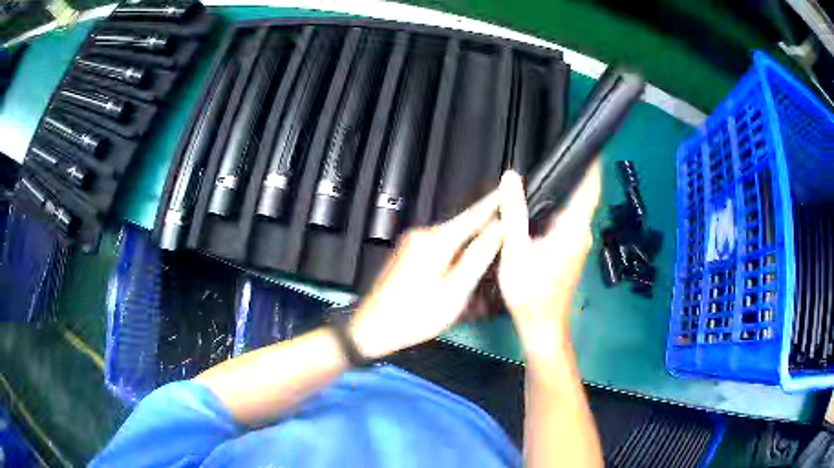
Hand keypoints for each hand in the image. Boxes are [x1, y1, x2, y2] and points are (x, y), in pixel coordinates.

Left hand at [350, 190, 503, 358]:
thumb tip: (498, 230)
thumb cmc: (414, 315)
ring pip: (453, 238)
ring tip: (488, 257)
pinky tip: (462, 271)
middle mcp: (423, 235)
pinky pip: (441, 247)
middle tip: (508, 234)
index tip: (509, 187)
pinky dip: (456, 254)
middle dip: (486, 229)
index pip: (474, 214)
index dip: (494, 201)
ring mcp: (413, 243)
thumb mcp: (455, 291)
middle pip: (464, 226)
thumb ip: (478, 257)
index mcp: (436, 240)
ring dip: (471, 246)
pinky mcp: (409, 254)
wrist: (374, 327)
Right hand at [497, 164, 600, 365]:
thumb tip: (512, 176)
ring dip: (565, 190)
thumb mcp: (515, 250)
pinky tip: (541, 206)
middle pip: (583, 195)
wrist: (542, 327)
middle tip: (557, 152)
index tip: (590, 143)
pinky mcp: (571, 252)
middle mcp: (581, 234)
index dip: (592, 164)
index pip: (590, 188)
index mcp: (574, 229)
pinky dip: (559, 207)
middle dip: (574, 173)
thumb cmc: (530, 293)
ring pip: (574, 209)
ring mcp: (578, 244)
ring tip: (546, 172)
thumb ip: (514, 212)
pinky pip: (568, 221)